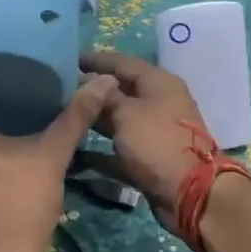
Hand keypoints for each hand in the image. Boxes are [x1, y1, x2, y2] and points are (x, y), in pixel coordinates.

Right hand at [78, 51, 215, 232]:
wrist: (188, 192)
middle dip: (93, 89)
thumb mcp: (126, 113)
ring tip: (66, 114)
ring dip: (96, 116)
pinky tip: (78, 145)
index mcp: (159, 82)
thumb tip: (90, 81)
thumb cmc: (156, 143)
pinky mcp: (151, 154)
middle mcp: (160, 101)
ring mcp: (156, 129)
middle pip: (121, 89)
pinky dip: (102, 145)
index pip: (122, 62)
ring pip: (120, 116)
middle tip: (62, 89)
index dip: (95, 60)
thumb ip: (105, 96)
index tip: (69, 60)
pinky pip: (121, 143)